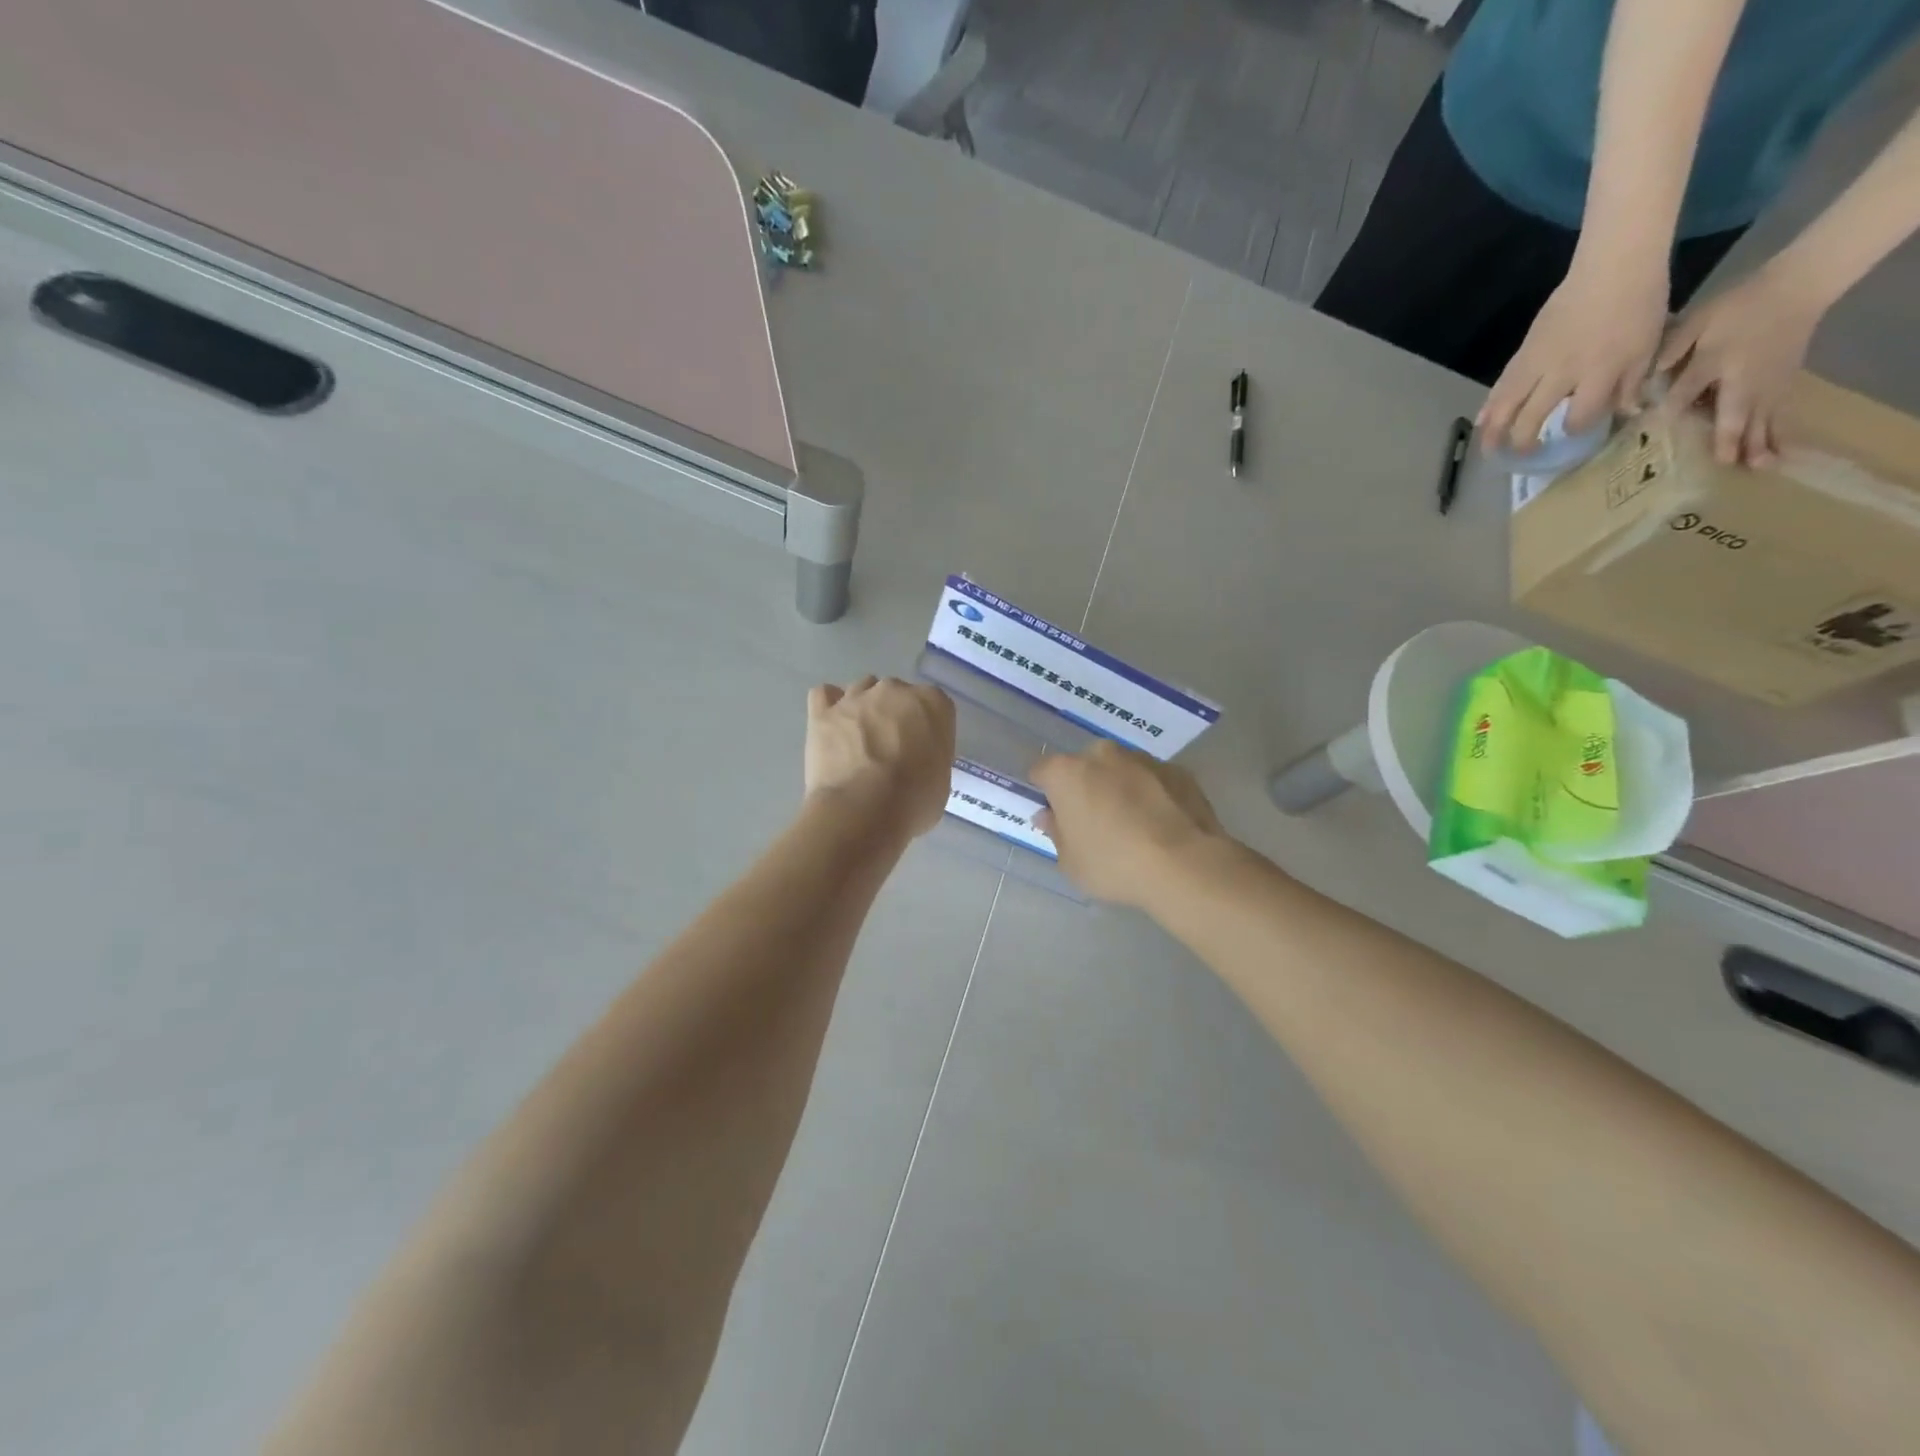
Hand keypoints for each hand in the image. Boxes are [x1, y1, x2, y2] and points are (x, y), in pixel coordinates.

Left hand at [805, 677, 954, 839]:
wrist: (863, 809)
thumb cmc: (913, 801)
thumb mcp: (941, 780)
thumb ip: (930, 756)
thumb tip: (915, 760)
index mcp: (932, 703)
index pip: (935, 705)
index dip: (927, 729)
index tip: (922, 751)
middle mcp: (894, 690)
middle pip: (897, 693)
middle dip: (894, 715)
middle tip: (891, 749)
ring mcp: (856, 697)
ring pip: (862, 689)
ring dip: (863, 708)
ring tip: (859, 739)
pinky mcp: (823, 712)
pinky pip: (824, 695)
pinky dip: (828, 705)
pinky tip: (833, 725)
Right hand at [1030, 742, 1227, 908]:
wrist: (1186, 866)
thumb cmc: (1115, 865)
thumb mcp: (1071, 862)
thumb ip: (1056, 832)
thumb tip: (1050, 815)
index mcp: (1067, 773)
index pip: (1042, 772)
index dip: (1045, 793)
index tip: (1055, 816)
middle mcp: (1103, 755)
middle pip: (1084, 767)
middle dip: (1086, 787)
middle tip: (1095, 822)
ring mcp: (1143, 759)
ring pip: (1121, 770)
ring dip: (1120, 788)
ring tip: (1134, 826)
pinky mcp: (1178, 770)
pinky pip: (1153, 780)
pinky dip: (1152, 794)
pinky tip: (1161, 825)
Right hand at [1478, 254, 1669, 450]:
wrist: (1611, 269)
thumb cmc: (1638, 306)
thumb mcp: (1647, 346)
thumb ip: (1631, 384)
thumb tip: (1625, 413)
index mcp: (1599, 373)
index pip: (1580, 416)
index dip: (1575, 429)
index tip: (1575, 431)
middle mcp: (1562, 374)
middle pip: (1532, 418)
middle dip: (1524, 441)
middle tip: (1521, 455)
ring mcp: (1537, 364)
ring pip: (1507, 406)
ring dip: (1495, 431)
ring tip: (1489, 448)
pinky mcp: (1523, 354)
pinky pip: (1501, 386)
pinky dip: (1489, 406)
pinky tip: (1481, 420)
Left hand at [1655, 263, 1823, 466]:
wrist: (1799, 284)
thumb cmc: (1739, 305)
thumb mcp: (1697, 321)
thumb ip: (1671, 348)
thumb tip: (1648, 377)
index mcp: (1715, 361)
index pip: (1685, 391)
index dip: (1671, 408)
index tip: (1656, 430)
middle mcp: (1743, 377)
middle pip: (1735, 412)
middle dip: (1729, 438)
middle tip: (1726, 464)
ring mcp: (1769, 380)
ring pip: (1762, 417)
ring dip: (1759, 442)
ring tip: (1758, 467)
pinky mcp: (1786, 382)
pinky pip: (1781, 412)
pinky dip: (1779, 432)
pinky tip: (1778, 452)